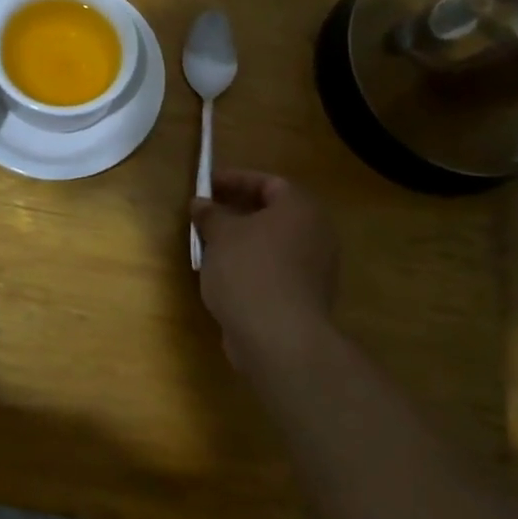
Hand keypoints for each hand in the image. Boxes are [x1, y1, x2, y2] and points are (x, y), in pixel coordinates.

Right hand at [191, 168, 338, 366]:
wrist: (278, 338)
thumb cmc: (249, 270)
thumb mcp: (220, 234)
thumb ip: (210, 214)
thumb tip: (201, 204)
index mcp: (300, 208)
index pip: (268, 183)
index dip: (235, 180)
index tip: (206, 186)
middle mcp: (316, 234)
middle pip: (273, 214)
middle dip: (237, 212)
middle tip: (207, 214)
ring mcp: (315, 269)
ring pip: (273, 244)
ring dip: (242, 242)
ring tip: (209, 245)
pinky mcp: (306, 299)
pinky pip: (275, 271)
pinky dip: (251, 267)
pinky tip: (224, 276)